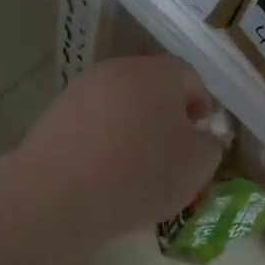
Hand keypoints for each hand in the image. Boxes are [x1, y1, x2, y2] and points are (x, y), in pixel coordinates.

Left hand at [18, 56, 223, 241]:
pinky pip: (92, 122)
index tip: (200, 136)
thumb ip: (209, 145)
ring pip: (119, 103)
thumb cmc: (141, 175)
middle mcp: (118, 70)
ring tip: (136, 165)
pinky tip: (104, 170)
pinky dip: (103, 139)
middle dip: (165, 114)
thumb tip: (199, 137)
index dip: (200, 105)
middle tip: (171, 150)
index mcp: (158, 73)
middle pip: (151, 87)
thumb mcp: (197, 167)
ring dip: (132, 126)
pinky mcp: (55, 113)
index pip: (189, 78)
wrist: (59, 194)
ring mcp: (82, 89)